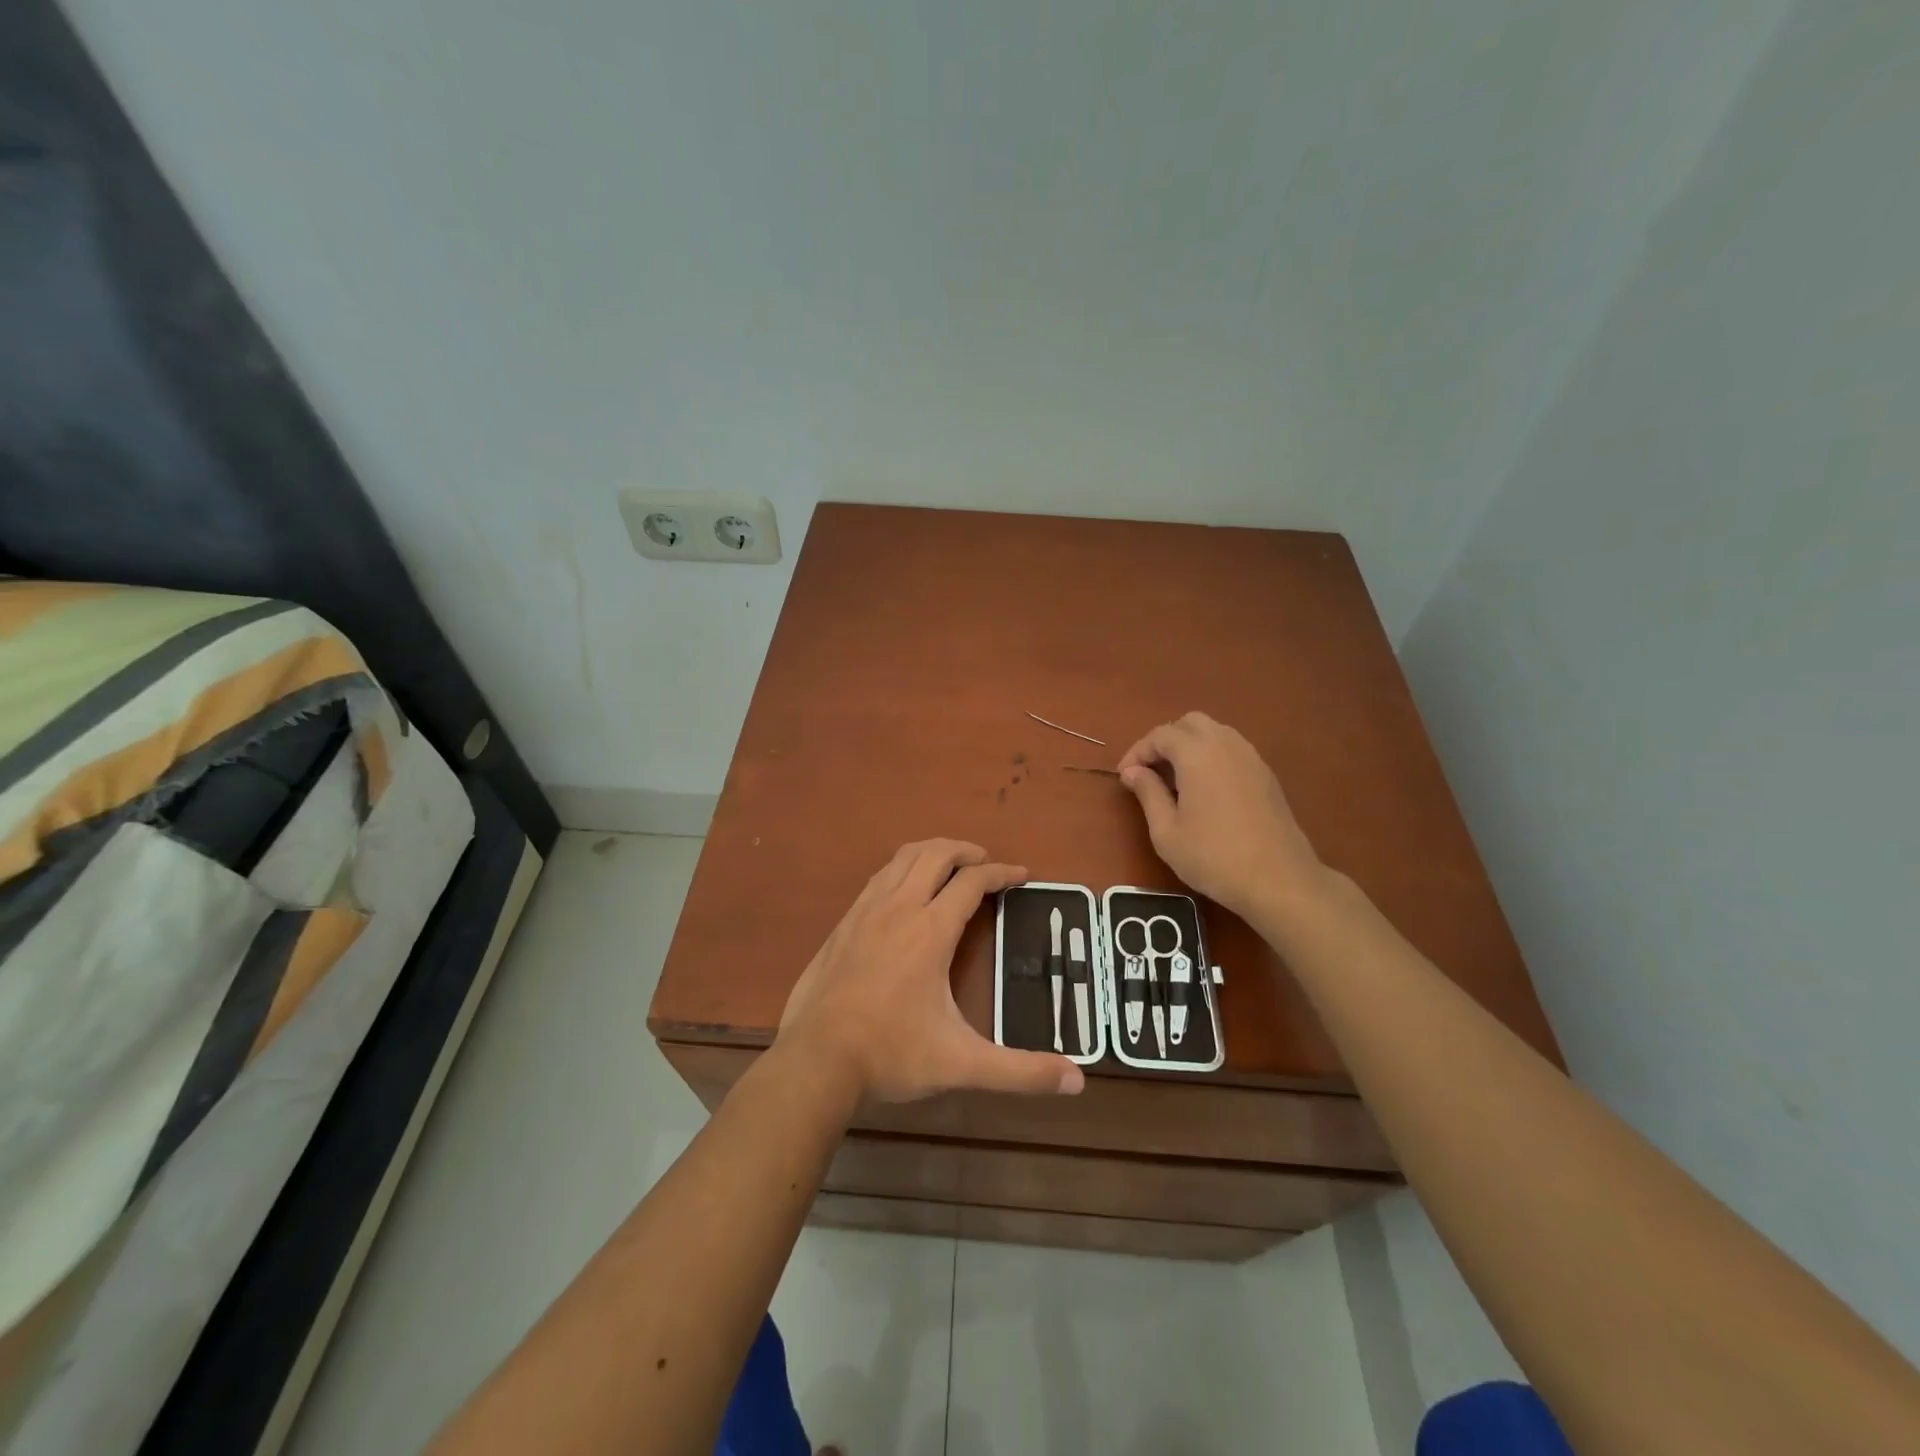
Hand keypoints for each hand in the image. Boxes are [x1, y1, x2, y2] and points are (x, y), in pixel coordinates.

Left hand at [778, 839, 1085, 1102]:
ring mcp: (865, 911)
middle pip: (935, 854)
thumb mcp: (961, 1064)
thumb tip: (1078, 1080)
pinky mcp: (843, 924)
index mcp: (930, 930)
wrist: (815, 1060)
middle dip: (965, 850)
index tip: (1022, 875)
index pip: (972, 883)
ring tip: (949, 863)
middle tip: (985, 862)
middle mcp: (899, 908)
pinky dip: (901, 869)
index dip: (1001, 873)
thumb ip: (1020, 1071)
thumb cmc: (891, 1055)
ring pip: (902, 858)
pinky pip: (879, 877)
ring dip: (931, 851)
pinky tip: (904, 890)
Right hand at [1117, 712, 1325, 920]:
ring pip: (1215, 732)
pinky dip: (1212, 756)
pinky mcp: (1266, 774)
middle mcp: (1226, 745)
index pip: (1161, 735)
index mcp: (1197, 754)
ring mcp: (1251, 757)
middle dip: (1165, 740)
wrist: (1278, 880)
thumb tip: (1132, 771)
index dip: (1138, 751)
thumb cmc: (1213, 857)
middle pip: (1190, 723)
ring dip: (1190, 745)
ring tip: (1176, 779)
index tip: (1124, 776)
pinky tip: (1205, 789)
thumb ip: (1148, 793)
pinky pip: (1232, 749)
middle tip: (1150, 771)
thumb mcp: (1166, 831)